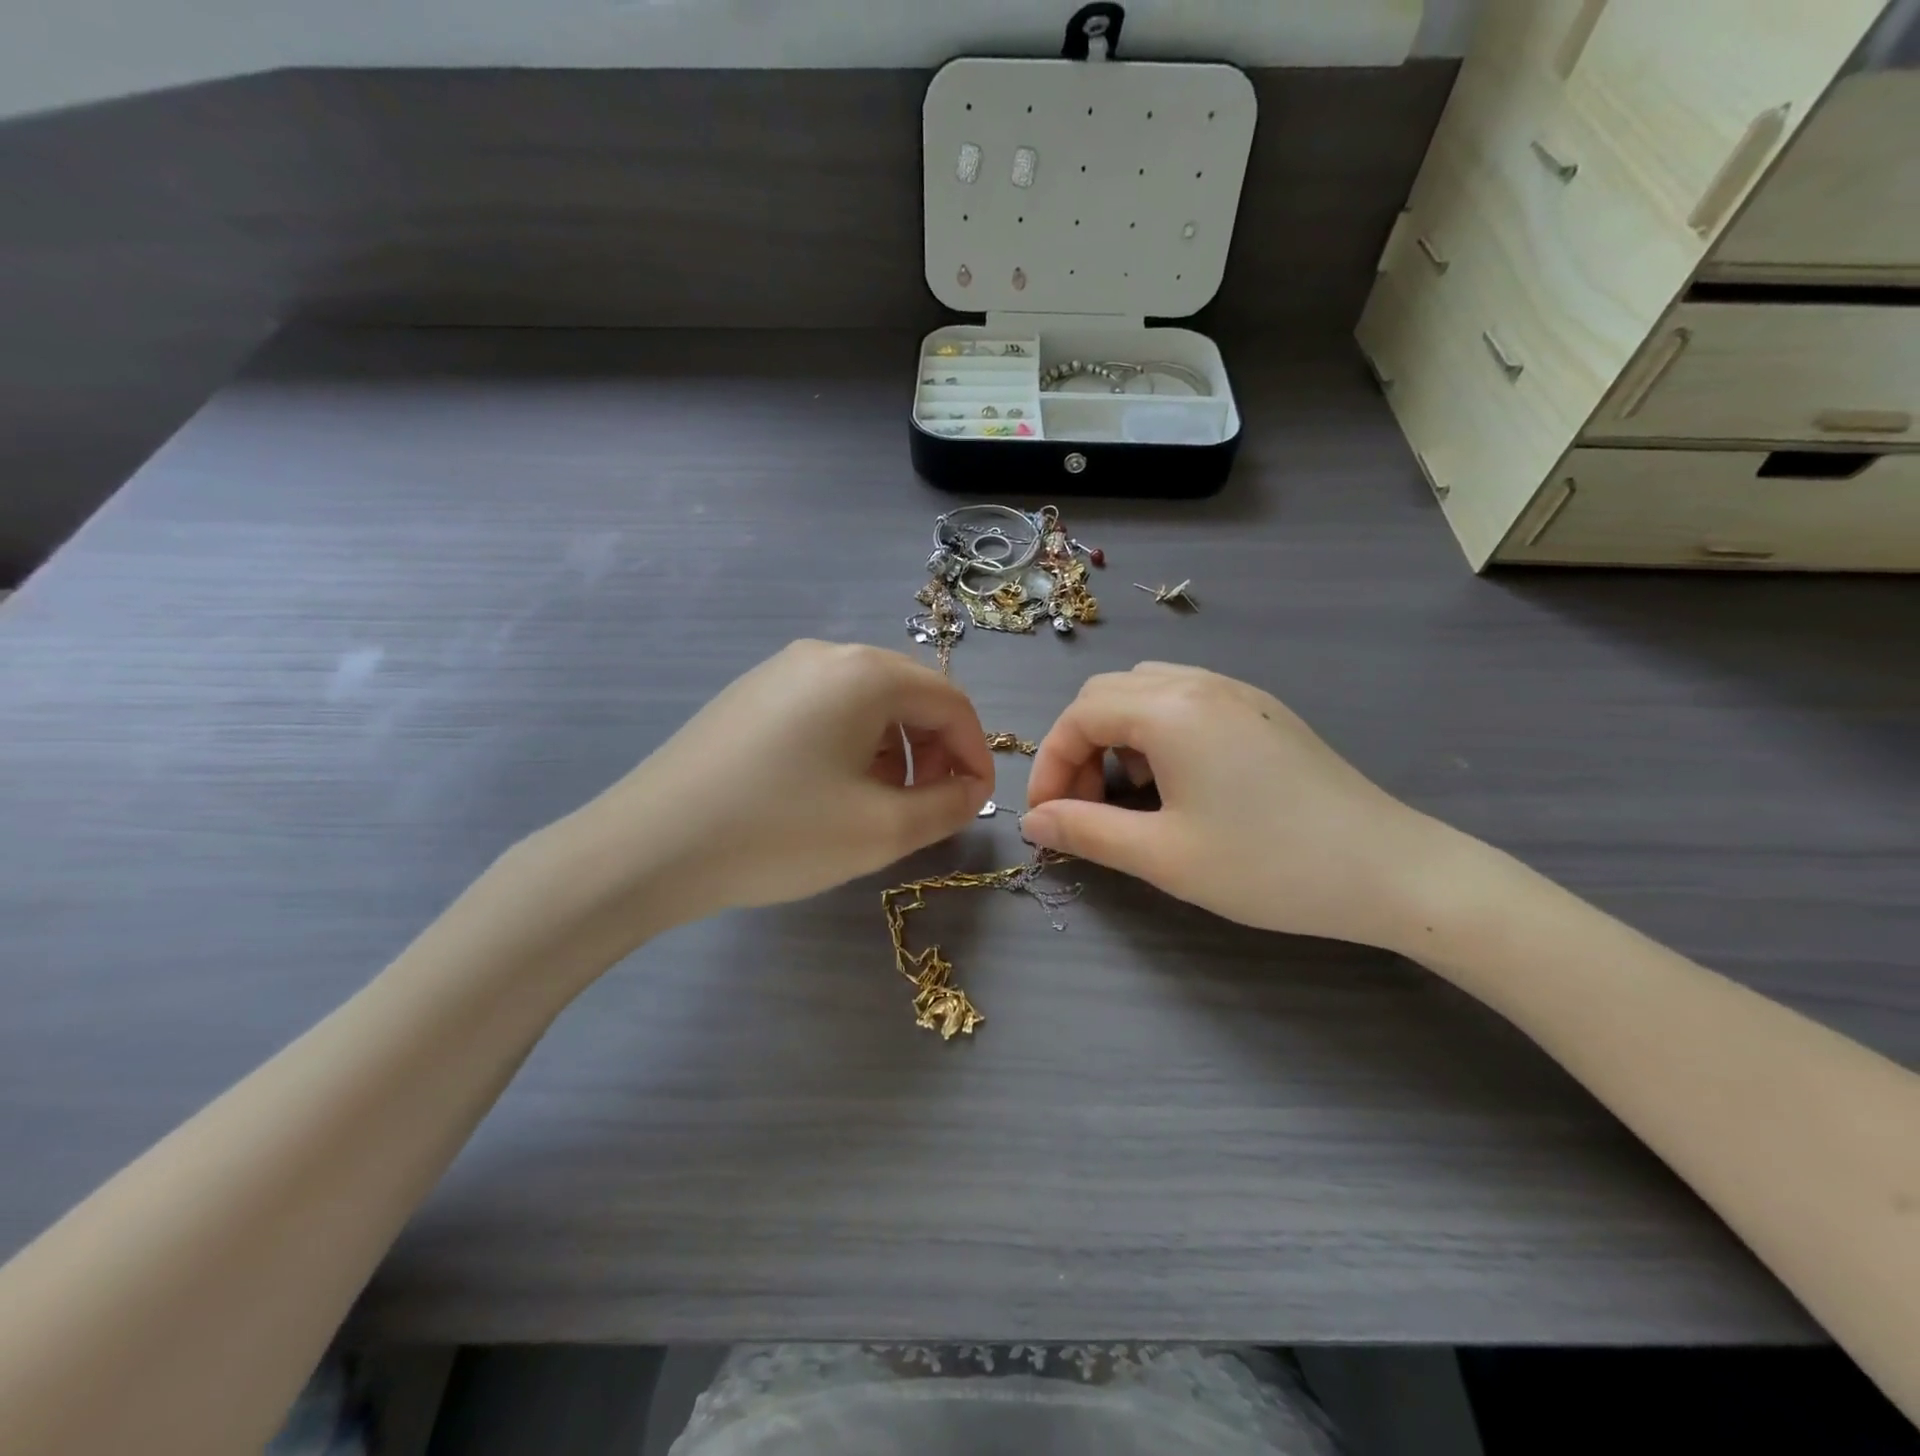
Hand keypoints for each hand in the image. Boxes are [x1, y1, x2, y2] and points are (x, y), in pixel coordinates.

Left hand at [536, 641, 993, 947]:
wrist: (648, 847)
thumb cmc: (778, 833)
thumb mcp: (882, 830)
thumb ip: (948, 806)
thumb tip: (969, 790)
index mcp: (865, 673)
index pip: (951, 702)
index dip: (974, 753)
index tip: (975, 804)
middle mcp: (825, 654)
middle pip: (909, 696)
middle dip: (933, 752)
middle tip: (929, 807)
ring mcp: (780, 670)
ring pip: (866, 704)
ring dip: (893, 752)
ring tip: (879, 805)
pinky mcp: (750, 694)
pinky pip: (825, 710)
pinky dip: (851, 746)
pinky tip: (829, 791)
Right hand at [1021, 663, 1456, 950]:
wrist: (1391, 871)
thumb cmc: (1268, 865)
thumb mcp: (1163, 856)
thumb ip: (1087, 831)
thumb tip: (1034, 821)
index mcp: (1171, 710)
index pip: (1079, 716)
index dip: (1049, 765)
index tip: (1047, 818)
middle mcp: (1200, 684)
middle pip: (1106, 695)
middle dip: (1079, 748)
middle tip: (1085, 807)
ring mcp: (1237, 693)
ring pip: (1146, 692)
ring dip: (1117, 737)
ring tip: (1132, 795)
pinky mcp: (1262, 711)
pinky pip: (1185, 701)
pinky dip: (1156, 732)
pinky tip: (1179, 783)